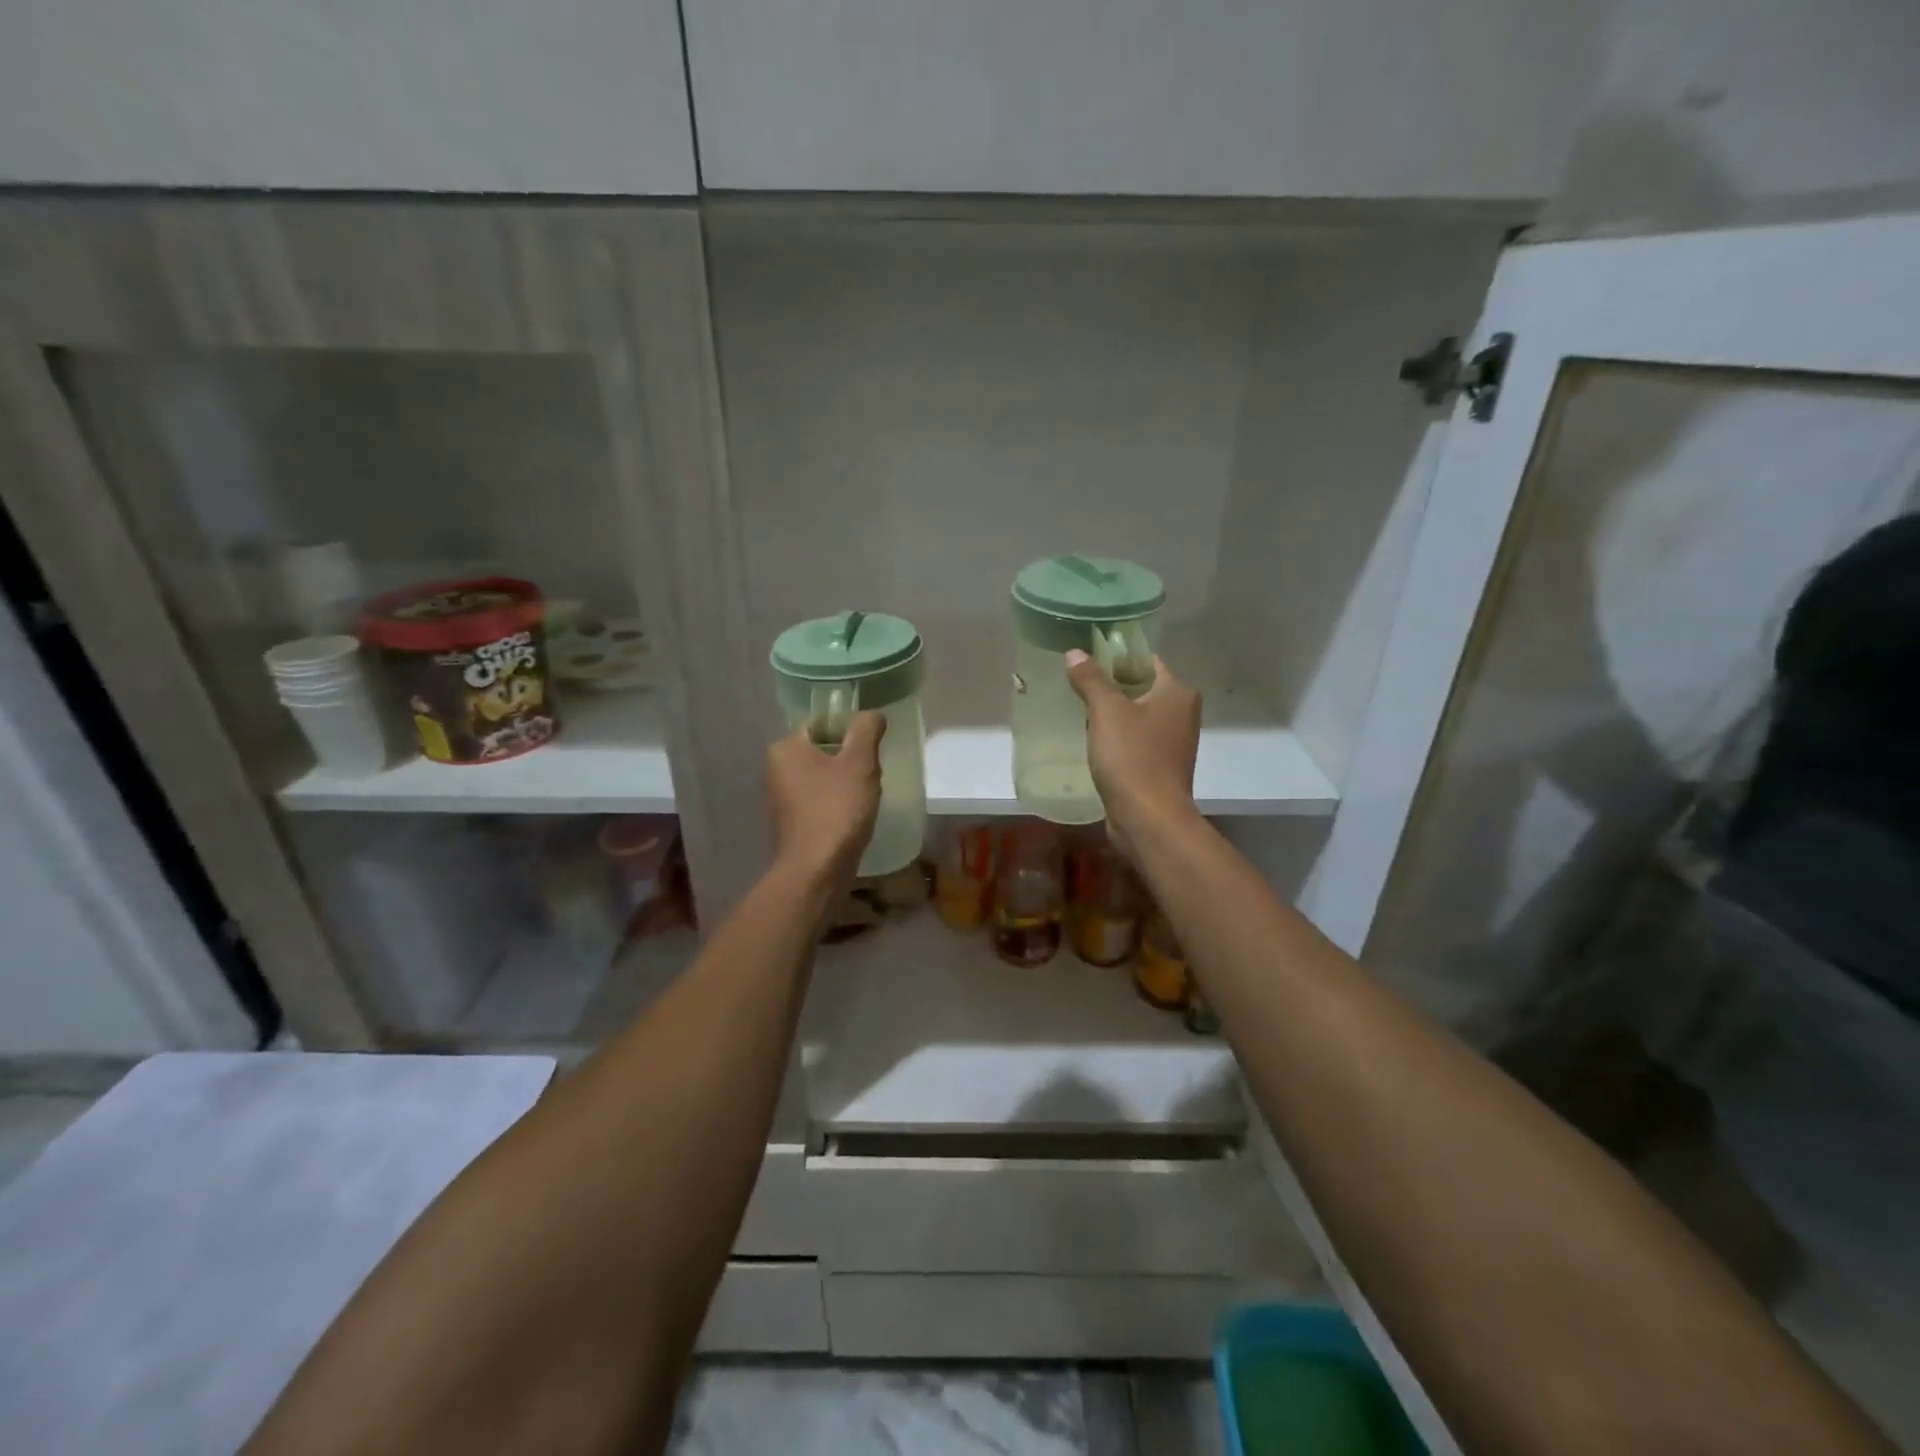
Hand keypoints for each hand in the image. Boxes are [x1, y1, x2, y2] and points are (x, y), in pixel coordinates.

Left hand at [767, 711, 885, 884]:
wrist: (817, 870)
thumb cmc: (837, 809)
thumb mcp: (860, 763)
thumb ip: (866, 730)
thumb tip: (873, 714)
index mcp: (786, 747)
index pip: (822, 723)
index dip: (850, 730)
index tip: (871, 747)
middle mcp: (776, 768)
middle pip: (823, 749)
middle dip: (851, 759)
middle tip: (873, 772)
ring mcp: (781, 797)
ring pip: (823, 775)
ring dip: (846, 781)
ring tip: (867, 795)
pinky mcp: (791, 821)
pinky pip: (820, 799)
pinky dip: (837, 802)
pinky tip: (855, 815)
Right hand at [1065, 650, 1200, 862]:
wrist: (1150, 819)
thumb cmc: (1132, 758)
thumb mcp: (1106, 712)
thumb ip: (1091, 679)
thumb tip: (1075, 653)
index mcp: (1178, 692)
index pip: (1146, 660)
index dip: (1116, 656)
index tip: (1086, 659)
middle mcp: (1182, 713)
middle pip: (1142, 687)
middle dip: (1111, 685)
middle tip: (1077, 684)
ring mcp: (1174, 742)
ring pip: (1138, 716)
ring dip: (1113, 714)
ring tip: (1079, 711)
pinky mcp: (1161, 767)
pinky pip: (1136, 741)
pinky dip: (1118, 738)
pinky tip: (1094, 742)